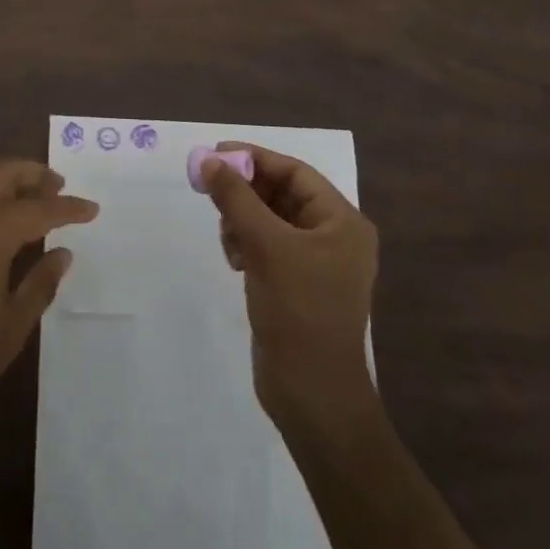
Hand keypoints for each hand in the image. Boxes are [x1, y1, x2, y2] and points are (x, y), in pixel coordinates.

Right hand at [202, 143, 378, 435]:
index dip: (255, 159)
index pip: (295, 172)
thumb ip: (235, 197)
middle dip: (245, 191)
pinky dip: (247, 243)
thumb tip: (207, 160)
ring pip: (270, 219)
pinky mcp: (297, 284)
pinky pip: (267, 245)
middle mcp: (334, 237)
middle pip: (281, 194)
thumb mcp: (264, 245)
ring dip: (242, 218)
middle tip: (208, 189)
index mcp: (342, 222)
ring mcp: (316, 263)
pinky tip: (234, 258)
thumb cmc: (298, 310)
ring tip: (227, 236)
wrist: (312, 394)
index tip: (215, 155)